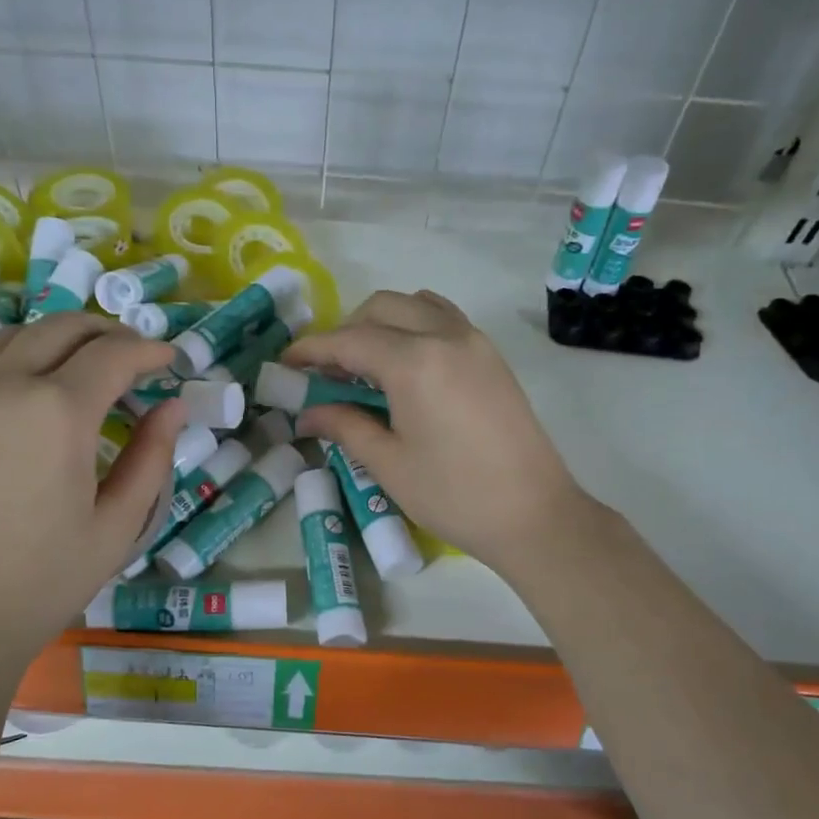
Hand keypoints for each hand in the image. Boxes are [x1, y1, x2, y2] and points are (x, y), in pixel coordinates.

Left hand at [0, 313, 184, 677]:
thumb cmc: (46, 580)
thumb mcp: (119, 525)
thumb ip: (152, 457)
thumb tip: (173, 406)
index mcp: (58, 413)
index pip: (113, 356)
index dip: (150, 351)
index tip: (170, 362)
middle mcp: (4, 386)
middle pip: (63, 329)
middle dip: (108, 334)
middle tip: (134, 357)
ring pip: (11, 334)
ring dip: (55, 337)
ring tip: (79, 360)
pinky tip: (5, 364)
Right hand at [284, 290, 596, 576]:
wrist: (533, 514)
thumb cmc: (453, 494)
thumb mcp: (388, 463)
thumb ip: (344, 426)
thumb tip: (306, 414)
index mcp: (415, 362)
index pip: (349, 340)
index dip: (312, 350)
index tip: (285, 364)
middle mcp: (445, 335)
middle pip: (381, 308)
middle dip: (346, 331)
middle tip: (326, 373)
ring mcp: (474, 341)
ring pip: (416, 304)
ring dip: (382, 323)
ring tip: (366, 366)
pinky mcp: (491, 356)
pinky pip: (443, 319)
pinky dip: (414, 326)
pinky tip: (405, 367)